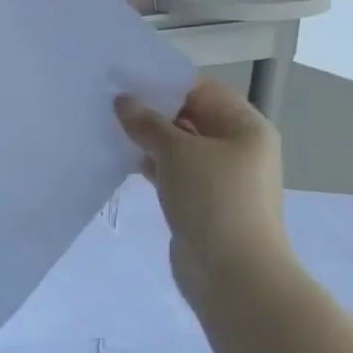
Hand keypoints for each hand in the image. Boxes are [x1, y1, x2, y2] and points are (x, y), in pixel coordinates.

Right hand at [115, 82, 292, 304]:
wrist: (232, 272)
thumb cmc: (213, 200)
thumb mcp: (177, 152)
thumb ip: (147, 123)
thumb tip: (123, 101)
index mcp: (245, 127)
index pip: (203, 90)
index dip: (165, 84)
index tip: (125, 81)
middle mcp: (237, 148)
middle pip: (190, 117)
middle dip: (152, 112)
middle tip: (108, 104)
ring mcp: (219, 177)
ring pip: (179, 148)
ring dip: (148, 140)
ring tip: (107, 129)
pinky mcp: (200, 201)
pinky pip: (173, 173)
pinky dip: (150, 165)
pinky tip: (121, 160)